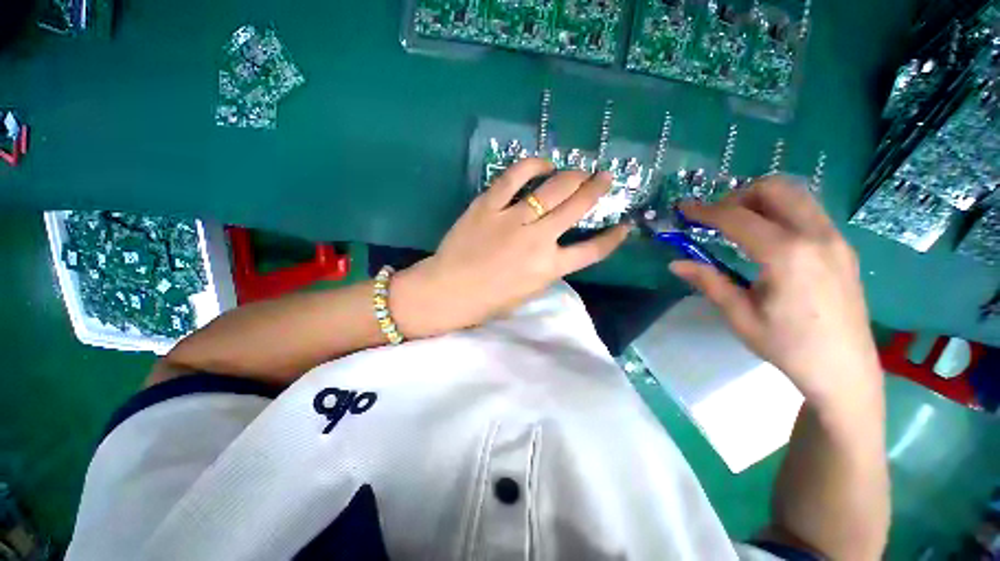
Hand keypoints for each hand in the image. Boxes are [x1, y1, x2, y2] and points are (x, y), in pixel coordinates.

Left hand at [392, 158, 629, 336]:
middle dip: (596, 189)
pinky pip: (514, 177)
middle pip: (577, 208)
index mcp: (548, 268)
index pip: (592, 252)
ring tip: (579, 170)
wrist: (448, 291)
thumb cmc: (488, 300)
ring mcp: (513, 219)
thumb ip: (548, 269)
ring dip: (572, 175)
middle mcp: (538, 240)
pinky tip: (543, 164)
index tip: (624, 226)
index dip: (612, 239)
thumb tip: (559, 247)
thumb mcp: (528, 292)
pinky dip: (532, 166)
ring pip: (553, 188)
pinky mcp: (489, 205)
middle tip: (604, 177)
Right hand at [671, 176, 881, 408]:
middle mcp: (816, 236)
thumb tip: (675, 264)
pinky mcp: (843, 246)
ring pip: (796, 195)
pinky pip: (808, 211)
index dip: (705, 210)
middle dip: (738, 196)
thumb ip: (709, 282)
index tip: (683, 208)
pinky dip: (780, 212)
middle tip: (716, 218)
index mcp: (786, 255)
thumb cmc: (788, 346)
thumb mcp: (740, 316)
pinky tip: (766, 239)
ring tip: (738, 225)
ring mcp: (835, 238)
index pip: (737, 217)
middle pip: (775, 188)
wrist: (845, 370)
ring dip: (761, 201)